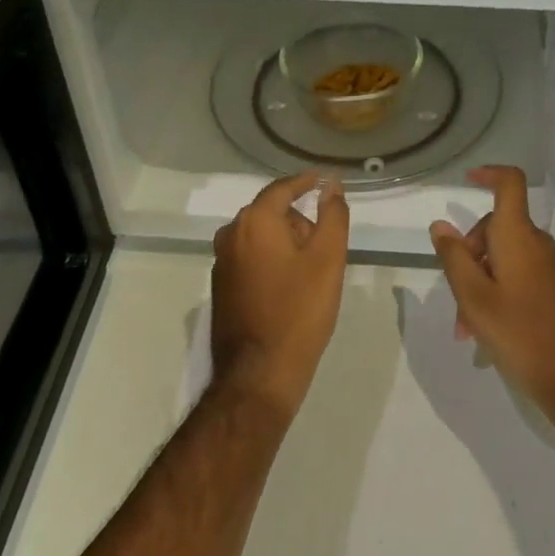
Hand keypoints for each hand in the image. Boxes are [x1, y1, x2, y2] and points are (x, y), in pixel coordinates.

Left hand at [211, 171, 349, 420]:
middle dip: (299, 220)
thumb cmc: (299, 311)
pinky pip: (250, 257)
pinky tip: (289, 286)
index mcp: (254, 221)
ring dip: (285, 241)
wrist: (259, 375)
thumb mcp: (328, 258)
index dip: (307, 182)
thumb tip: (331, 185)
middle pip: (271, 212)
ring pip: (261, 236)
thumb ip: (332, 214)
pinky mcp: (221, 287)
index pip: (284, 188)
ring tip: (311, 269)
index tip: (326, 180)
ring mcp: (221, 262)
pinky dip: (271, 259)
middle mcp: (231, 234)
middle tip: (326, 243)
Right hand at [429, 167, 554, 432]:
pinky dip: (498, 294)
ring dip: (480, 283)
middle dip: (469, 255)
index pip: (509, 184)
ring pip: (504, 259)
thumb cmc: (523, 336)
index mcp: (518, 236)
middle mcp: (536, 245)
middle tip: (455, 299)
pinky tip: (489, 335)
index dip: (488, 173)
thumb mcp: (475, 299)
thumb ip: (455, 259)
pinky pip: (519, 278)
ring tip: (468, 330)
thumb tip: (441, 225)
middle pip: (496, 228)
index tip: (466, 180)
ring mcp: (549, 269)